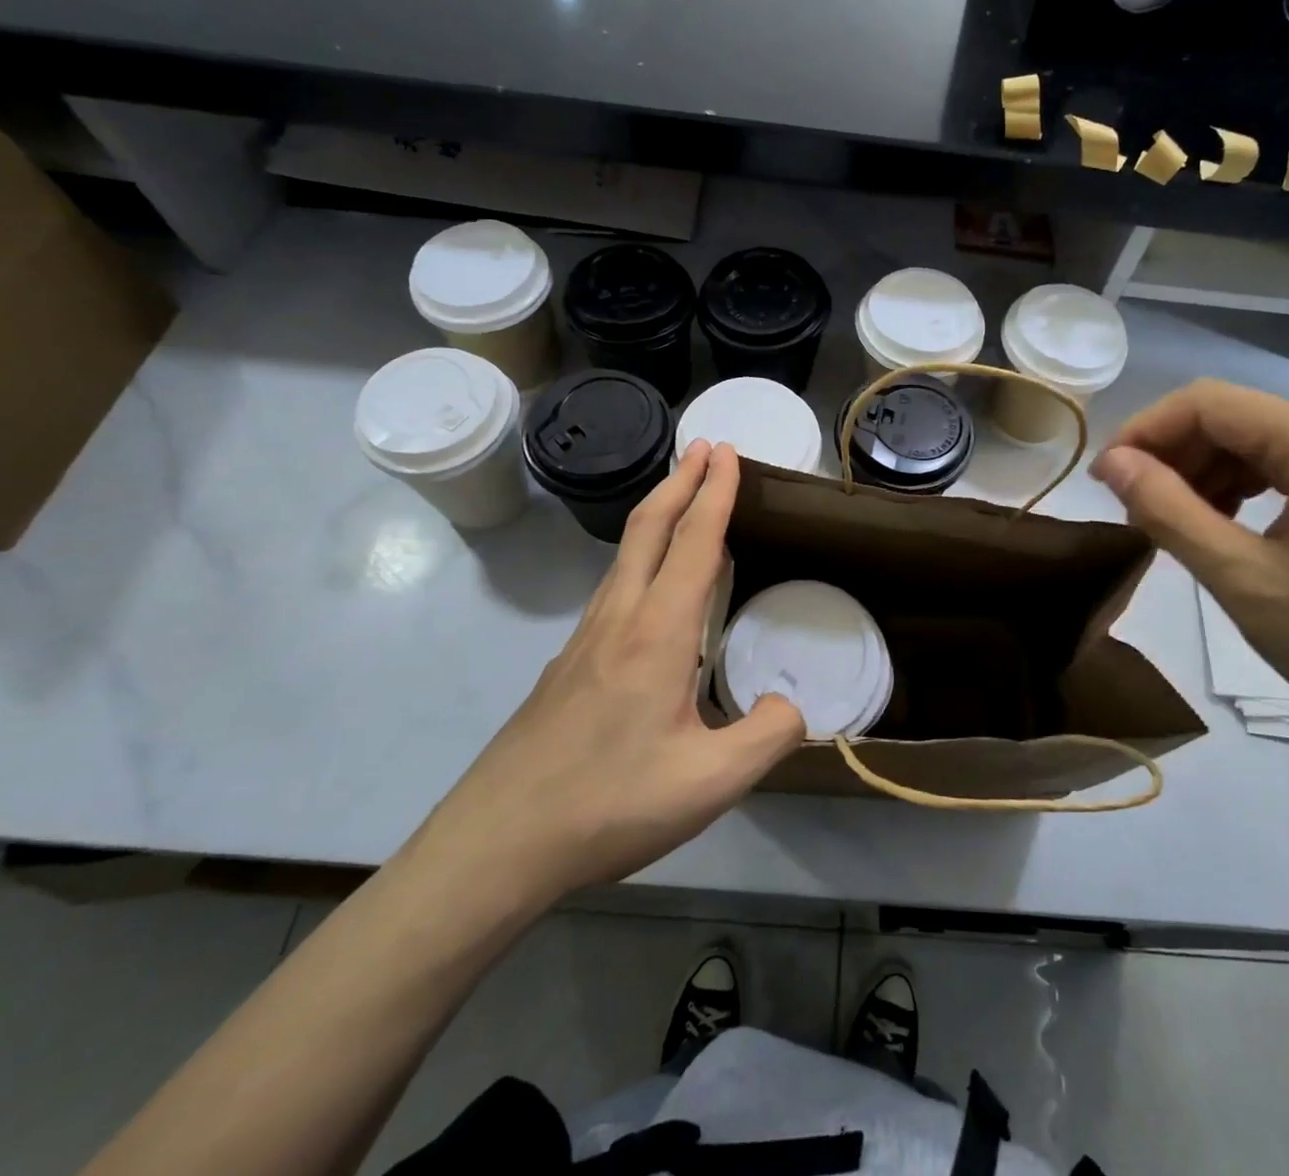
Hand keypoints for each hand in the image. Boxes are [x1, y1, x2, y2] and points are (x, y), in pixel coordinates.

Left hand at [412, 442, 804, 920]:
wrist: (498, 842)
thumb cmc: (609, 803)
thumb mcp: (711, 782)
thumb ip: (767, 735)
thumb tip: (790, 704)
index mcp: (657, 633)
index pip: (695, 543)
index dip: (715, 492)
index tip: (727, 451)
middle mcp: (618, 619)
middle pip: (649, 528)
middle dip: (681, 481)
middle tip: (704, 447)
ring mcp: (585, 639)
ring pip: (625, 556)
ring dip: (658, 515)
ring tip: (683, 501)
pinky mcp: (568, 665)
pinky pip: (613, 589)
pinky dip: (641, 558)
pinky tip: (649, 588)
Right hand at [1091, 381, 1288, 750]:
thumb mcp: (1245, 582)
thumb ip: (1170, 513)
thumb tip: (1111, 463)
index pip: (1209, 403)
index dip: (1145, 430)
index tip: (1105, 479)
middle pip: (1232, 416)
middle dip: (1171, 453)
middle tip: (1134, 509)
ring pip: (1253, 439)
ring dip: (1201, 471)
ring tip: (1171, 522)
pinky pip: (1283, 464)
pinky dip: (1238, 486)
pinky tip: (1220, 524)